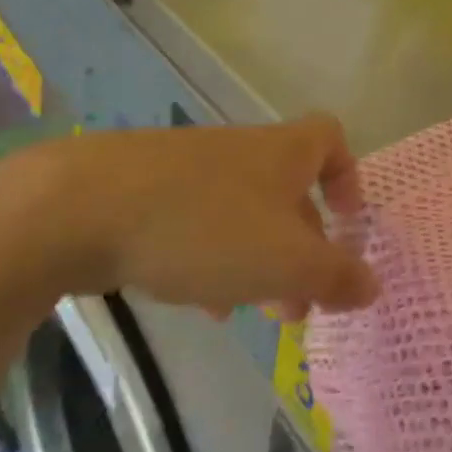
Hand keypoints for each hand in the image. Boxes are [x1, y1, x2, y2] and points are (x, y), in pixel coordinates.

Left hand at [6, 115, 377, 322]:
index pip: (331, 140)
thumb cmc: (205, 227)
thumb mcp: (286, 261)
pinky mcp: (145, 192)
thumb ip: (336, 276)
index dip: (348, 178)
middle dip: (301, 248)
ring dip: (257, 263)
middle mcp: (241, 153)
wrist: (78, 207)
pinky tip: (197, 303)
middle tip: (301, 301)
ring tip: (250, 312)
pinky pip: (197, 226)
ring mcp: (190, 170)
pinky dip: (210, 261)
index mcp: (282, 154)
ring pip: (242, 216)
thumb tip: (372, 285)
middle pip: (287, 194)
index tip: (347, 223)